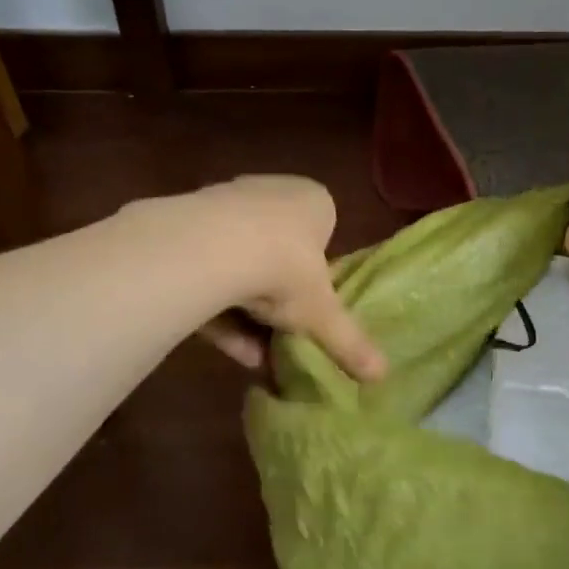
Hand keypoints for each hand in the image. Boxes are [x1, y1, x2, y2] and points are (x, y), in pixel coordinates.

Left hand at [189, 176, 387, 381]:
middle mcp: (270, 193)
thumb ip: (349, 342)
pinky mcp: (186, 229)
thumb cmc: (286, 268)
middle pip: (279, 248)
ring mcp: (225, 207)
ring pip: (241, 264)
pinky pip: (209, 273)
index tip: (316, 304)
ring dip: (249, 311)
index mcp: (313, 201)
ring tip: (258, 357)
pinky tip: (231, 350)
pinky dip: (221, 310)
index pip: (324, 230)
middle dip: (280, 295)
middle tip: (285, 333)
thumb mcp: (322, 313)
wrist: (211, 249)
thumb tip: (382, 376)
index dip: (320, 270)